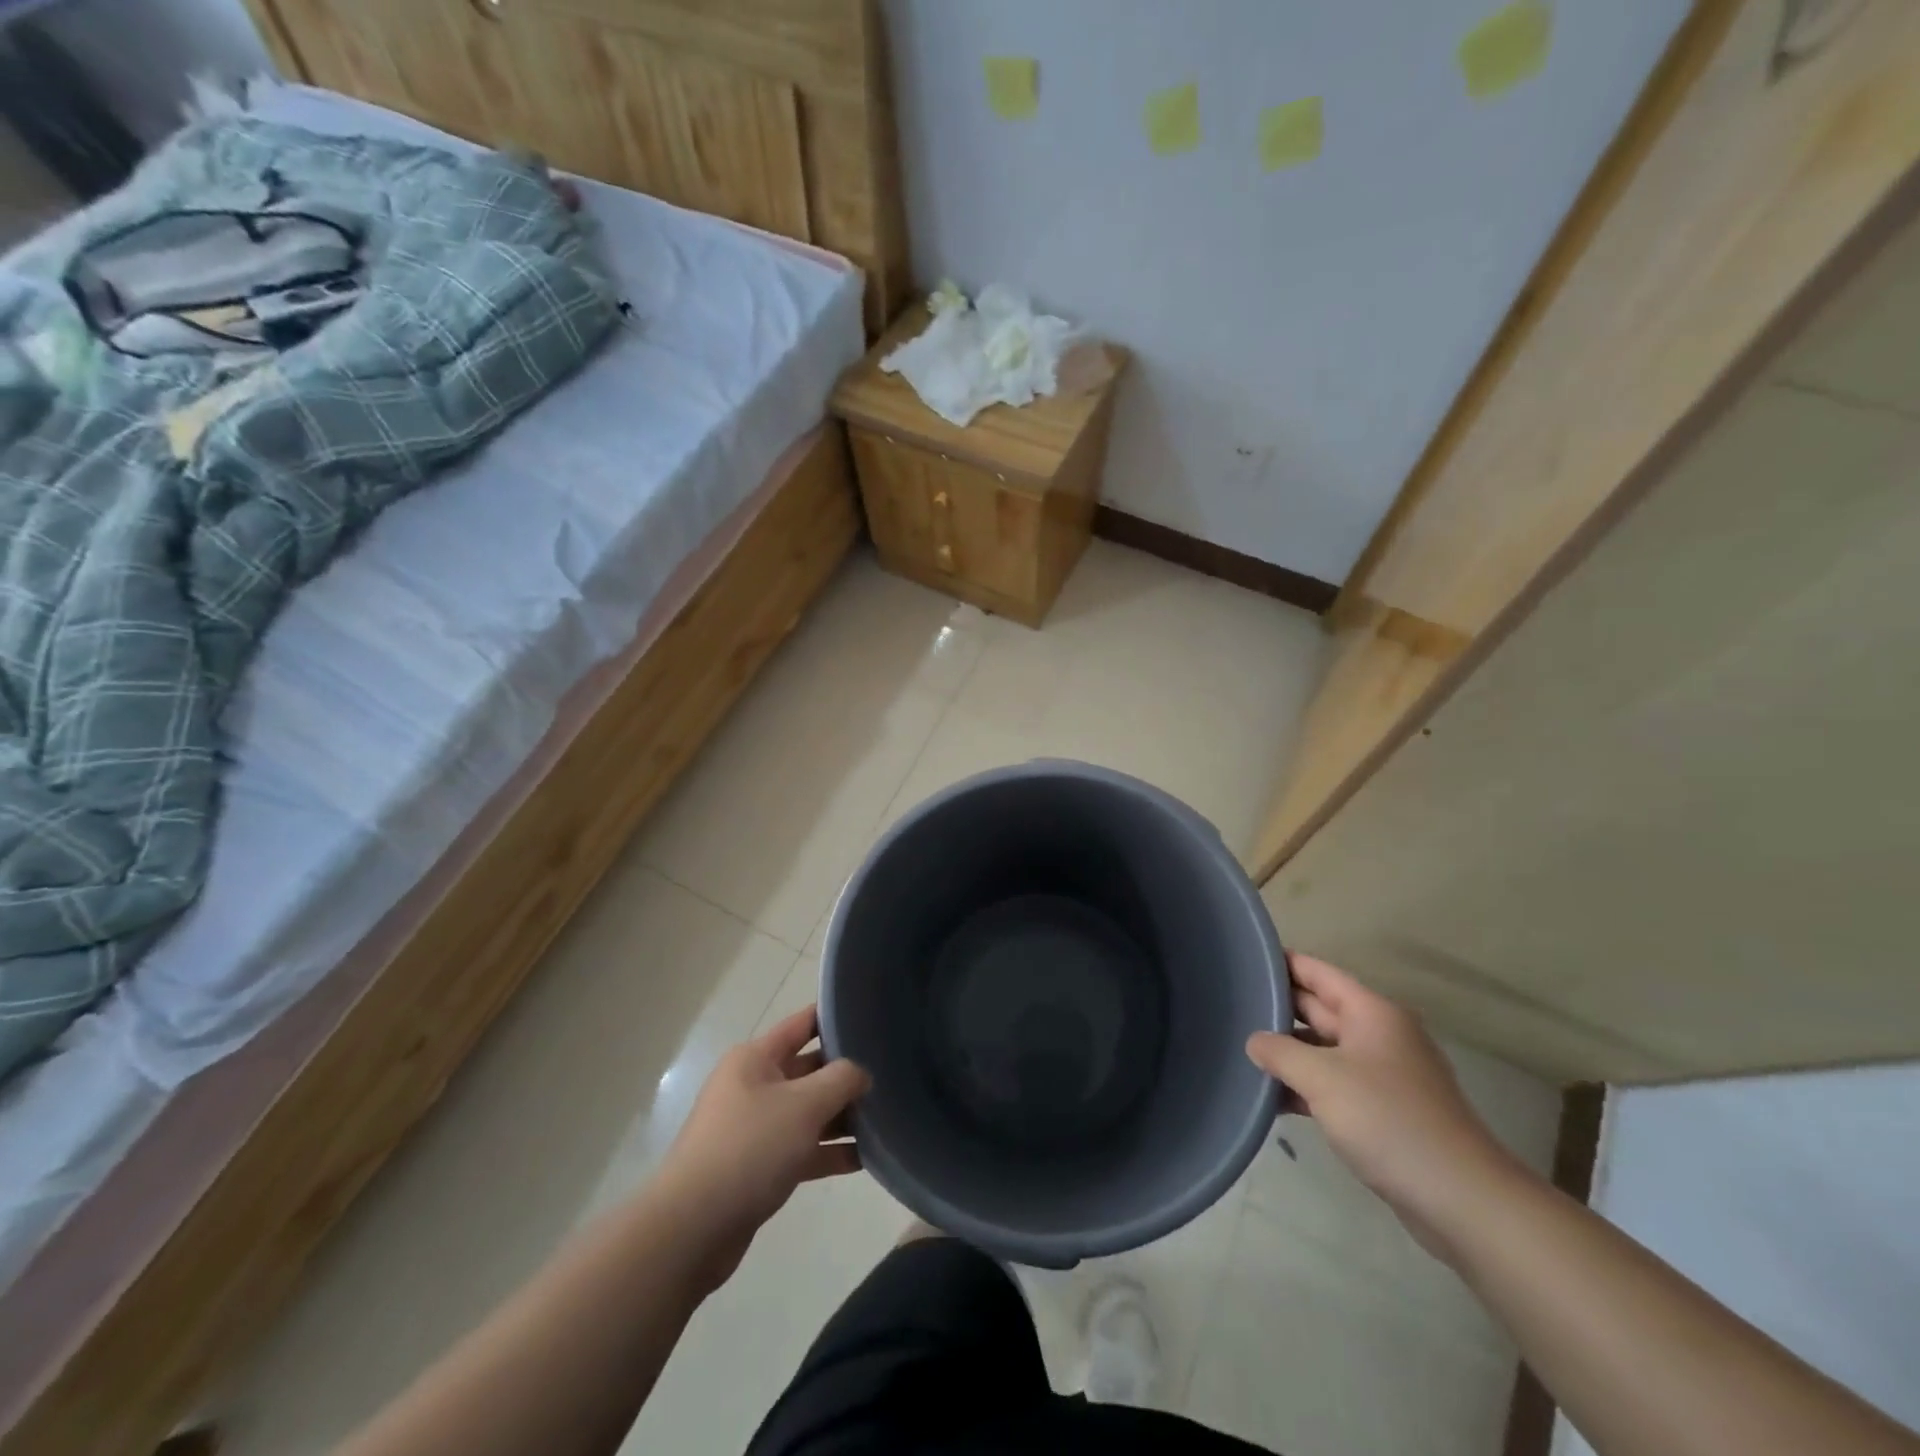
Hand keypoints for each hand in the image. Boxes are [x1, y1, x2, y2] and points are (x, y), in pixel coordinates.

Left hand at [655, 1006, 869, 1291]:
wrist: (692, 1228)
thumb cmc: (750, 1148)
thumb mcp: (804, 1105)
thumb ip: (840, 1080)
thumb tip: (860, 1073)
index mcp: (755, 1059)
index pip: (802, 1024)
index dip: (834, 1017)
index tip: (871, 1015)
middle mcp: (754, 1086)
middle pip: (809, 1070)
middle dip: (846, 1073)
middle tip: (891, 1072)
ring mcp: (755, 1128)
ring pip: (809, 1112)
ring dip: (843, 1117)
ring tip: (887, 1118)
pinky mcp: (760, 1167)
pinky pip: (803, 1149)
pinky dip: (830, 1152)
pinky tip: (866, 1158)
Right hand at [1246, 955, 1519, 1259]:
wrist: (1462, 1199)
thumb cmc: (1389, 1120)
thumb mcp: (1322, 1079)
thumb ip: (1279, 1051)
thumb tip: (1254, 1041)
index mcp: (1372, 1014)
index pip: (1318, 972)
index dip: (1282, 962)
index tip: (1243, 957)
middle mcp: (1379, 1036)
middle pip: (1319, 1009)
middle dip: (1277, 1008)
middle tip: (1230, 1005)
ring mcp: (1382, 1075)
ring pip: (1323, 1050)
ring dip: (1287, 1052)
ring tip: (1240, 1050)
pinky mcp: (1383, 1112)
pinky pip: (1333, 1085)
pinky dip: (1304, 1087)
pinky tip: (1270, 1098)